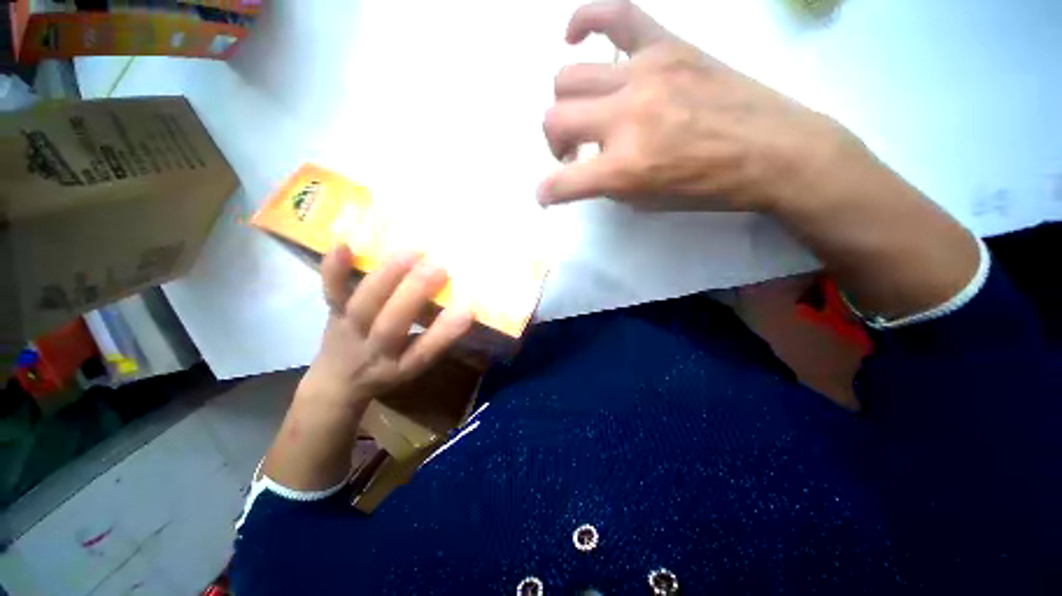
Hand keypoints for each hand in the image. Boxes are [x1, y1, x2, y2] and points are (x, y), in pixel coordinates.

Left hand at [298, 245, 474, 407]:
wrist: (337, 380)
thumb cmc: (388, 368)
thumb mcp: (415, 364)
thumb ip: (436, 338)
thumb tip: (463, 304)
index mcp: (402, 366)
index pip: (424, 352)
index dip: (445, 332)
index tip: (468, 310)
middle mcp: (374, 350)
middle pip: (391, 325)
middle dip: (414, 294)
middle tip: (439, 268)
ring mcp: (350, 330)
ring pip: (364, 305)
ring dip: (387, 278)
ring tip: (411, 254)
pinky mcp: (333, 313)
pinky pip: (330, 292)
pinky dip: (334, 269)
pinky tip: (344, 245)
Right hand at [539, 0, 863, 212]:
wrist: (772, 150)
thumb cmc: (707, 187)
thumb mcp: (647, 201)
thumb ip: (608, 183)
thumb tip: (588, 163)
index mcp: (624, 168)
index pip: (562, 183)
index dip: (546, 193)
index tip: (547, 195)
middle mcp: (626, 118)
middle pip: (554, 118)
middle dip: (554, 144)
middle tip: (573, 154)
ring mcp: (645, 74)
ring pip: (569, 76)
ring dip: (565, 105)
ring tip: (584, 116)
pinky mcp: (667, 45)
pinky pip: (615, 14)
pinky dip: (585, 21)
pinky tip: (574, 36)